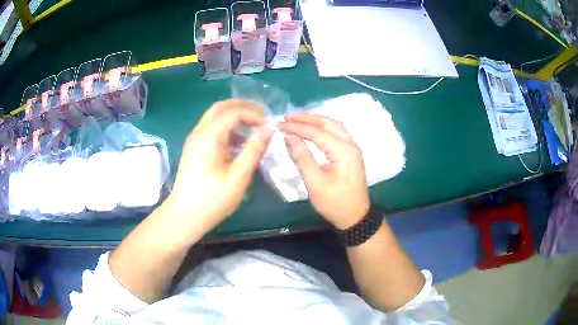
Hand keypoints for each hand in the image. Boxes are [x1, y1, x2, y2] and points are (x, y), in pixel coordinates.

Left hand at [164, 99, 272, 232]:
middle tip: (262, 116)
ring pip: (215, 118)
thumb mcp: (238, 176)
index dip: (254, 115)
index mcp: (209, 136)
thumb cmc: (212, 199)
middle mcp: (199, 132)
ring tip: (254, 128)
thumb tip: (268, 129)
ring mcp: (195, 140)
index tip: (270, 127)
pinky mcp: (195, 149)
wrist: (185, 215)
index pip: (234, 112)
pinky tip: (239, 144)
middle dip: (243, 107)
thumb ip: (254, 149)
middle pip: (221, 107)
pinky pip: (212, 130)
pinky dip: (227, 129)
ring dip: (235, 117)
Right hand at [280, 113, 369, 229]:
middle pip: (327, 123)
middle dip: (306, 118)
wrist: (355, 216)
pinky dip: (323, 126)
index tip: (279, 125)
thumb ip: (302, 157)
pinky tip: (313, 127)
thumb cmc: (334, 203)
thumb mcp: (315, 183)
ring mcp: (353, 147)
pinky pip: (337, 131)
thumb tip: (288, 136)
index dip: (297, 127)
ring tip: (297, 119)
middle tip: (286, 117)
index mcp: (343, 151)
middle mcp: (351, 144)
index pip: (317, 132)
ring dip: (315, 120)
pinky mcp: (351, 152)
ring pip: (334, 125)